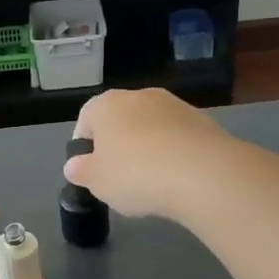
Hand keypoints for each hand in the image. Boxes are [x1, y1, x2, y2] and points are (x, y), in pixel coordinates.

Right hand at [65, 88, 233, 219]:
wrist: (202, 173)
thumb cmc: (135, 174)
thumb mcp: (97, 181)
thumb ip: (81, 171)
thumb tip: (74, 165)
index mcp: (106, 105)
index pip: (85, 119)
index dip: (84, 145)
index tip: (89, 170)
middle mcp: (139, 96)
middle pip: (120, 121)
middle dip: (118, 146)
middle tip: (119, 178)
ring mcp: (175, 105)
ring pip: (151, 128)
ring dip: (148, 149)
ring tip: (152, 183)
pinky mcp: (204, 121)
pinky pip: (178, 138)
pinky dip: (174, 154)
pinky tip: (177, 179)